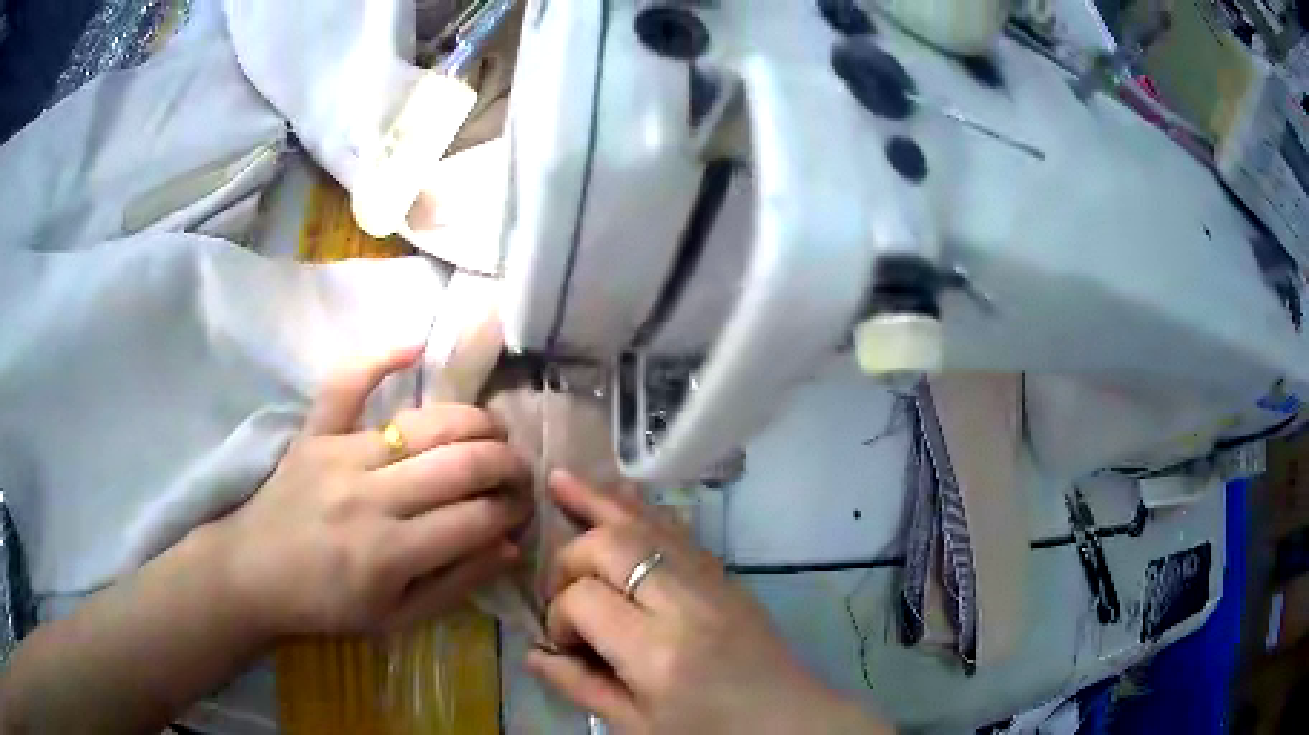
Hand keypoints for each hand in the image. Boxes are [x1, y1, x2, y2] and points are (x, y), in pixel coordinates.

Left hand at [205, 345, 531, 636]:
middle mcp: (370, 497)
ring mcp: (339, 454)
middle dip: (507, 464)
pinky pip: (347, 384)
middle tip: (520, 471)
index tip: (523, 510)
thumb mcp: (396, 619)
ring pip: (424, 423)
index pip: (475, 519)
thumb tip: (508, 546)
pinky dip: (380, 358)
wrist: (253, 572)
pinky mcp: (315, 432)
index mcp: (389, 553)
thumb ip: (454, 585)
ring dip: (474, 421)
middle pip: (460, 464)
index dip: (512, 511)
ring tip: (495, 431)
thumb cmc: (326, 604)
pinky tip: (416, 345)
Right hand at [527, 473, 886, 733]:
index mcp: (657, 652)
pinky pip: (680, 531)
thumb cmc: (711, 734)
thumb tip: (534, 652)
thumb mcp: (639, 727)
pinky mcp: (728, 576)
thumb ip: (582, 686)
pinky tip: (619, 501)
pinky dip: (643, 512)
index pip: (584, 598)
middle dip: (572, 556)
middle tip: (561, 588)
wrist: (789, 723)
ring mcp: (713, 582)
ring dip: (602, 502)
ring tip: (563, 479)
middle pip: (613, 545)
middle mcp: (685, 604)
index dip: (558, 614)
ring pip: (649, 523)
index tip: (565, 642)